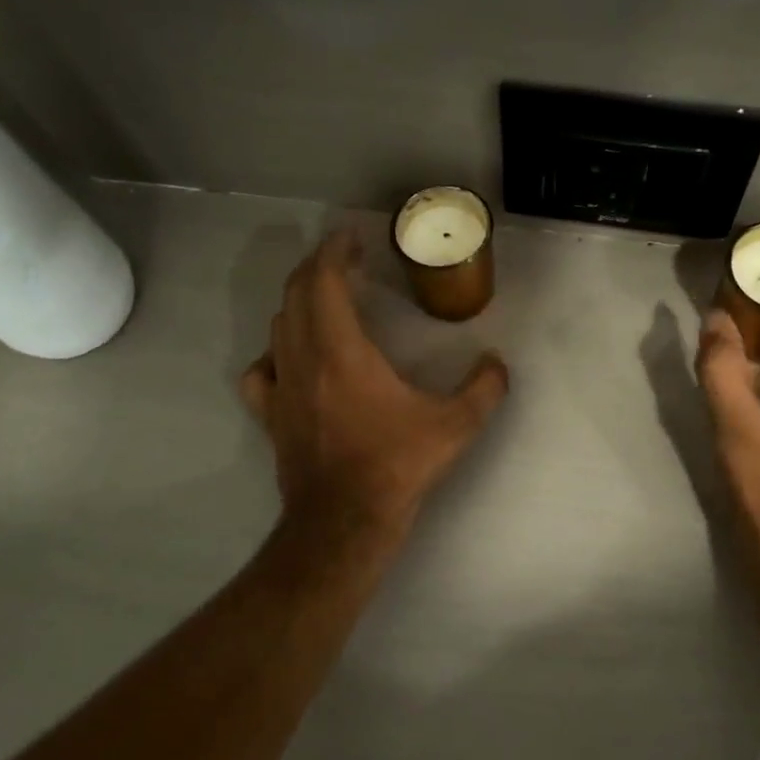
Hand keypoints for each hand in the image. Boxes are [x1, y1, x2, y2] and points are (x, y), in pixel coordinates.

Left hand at [241, 232, 509, 538]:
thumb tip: (497, 364)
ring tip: (327, 301)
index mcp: (342, 351)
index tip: (350, 237)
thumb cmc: (396, 466)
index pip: (325, 281)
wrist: (343, 522)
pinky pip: (262, 369)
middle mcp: (303, 359)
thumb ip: (484, 389)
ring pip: (278, 326)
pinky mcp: (271, 415)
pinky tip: (292, 359)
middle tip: (346, 260)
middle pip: (297, 294)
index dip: (334, 252)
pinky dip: (276, 352)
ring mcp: (281, 388)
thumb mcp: (454, 427)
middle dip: (319, 268)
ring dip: (300, 303)